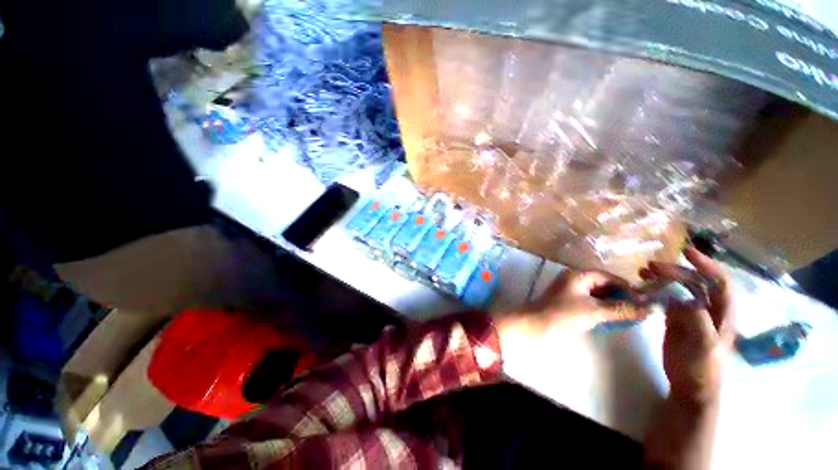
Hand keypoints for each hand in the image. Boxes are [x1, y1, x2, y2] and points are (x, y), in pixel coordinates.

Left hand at [494, 269, 647, 359]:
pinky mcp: (567, 301)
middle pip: (603, 284)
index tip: (644, 302)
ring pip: (596, 294)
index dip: (627, 288)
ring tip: (627, 317)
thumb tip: (649, 309)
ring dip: (611, 304)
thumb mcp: (595, 311)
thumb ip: (621, 309)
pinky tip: (611, 319)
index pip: (609, 277)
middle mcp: (574, 279)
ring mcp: (569, 290)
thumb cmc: (563, 314)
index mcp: (579, 275)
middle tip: (638, 311)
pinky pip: (589, 301)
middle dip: (620, 297)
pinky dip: (601, 308)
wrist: (535, 325)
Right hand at [643, 247, 734, 405]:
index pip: (719, 282)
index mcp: (722, 313)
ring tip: (643, 272)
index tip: (686, 252)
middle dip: (675, 271)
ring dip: (663, 278)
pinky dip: (655, 291)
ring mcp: (690, 314)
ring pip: (678, 289)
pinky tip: (643, 288)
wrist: (690, 385)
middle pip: (694, 282)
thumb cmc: (703, 367)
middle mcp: (708, 309)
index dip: (706, 265)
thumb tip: (680, 298)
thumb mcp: (706, 345)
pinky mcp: (675, 319)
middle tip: (650, 266)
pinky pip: (666, 299)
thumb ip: (698, 319)